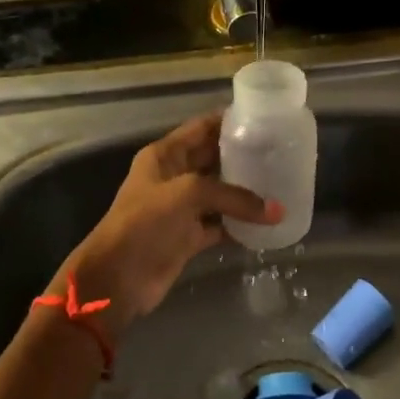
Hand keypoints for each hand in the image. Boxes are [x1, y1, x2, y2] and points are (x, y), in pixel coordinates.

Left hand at [62, 112, 280, 330]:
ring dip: (246, 191)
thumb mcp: (187, 194)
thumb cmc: (144, 223)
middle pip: (214, 159)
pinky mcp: (189, 237)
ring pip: (220, 193)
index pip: (202, 128)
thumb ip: (233, 196)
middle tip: (282, 152)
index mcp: (165, 155)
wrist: (117, 279)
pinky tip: (267, 221)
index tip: (265, 119)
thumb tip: (278, 211)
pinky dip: (241, 224)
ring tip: (282, 182)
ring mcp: (181, 208)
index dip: (230, 121)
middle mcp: (174, 177)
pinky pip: (221, 224)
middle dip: (244, 155)